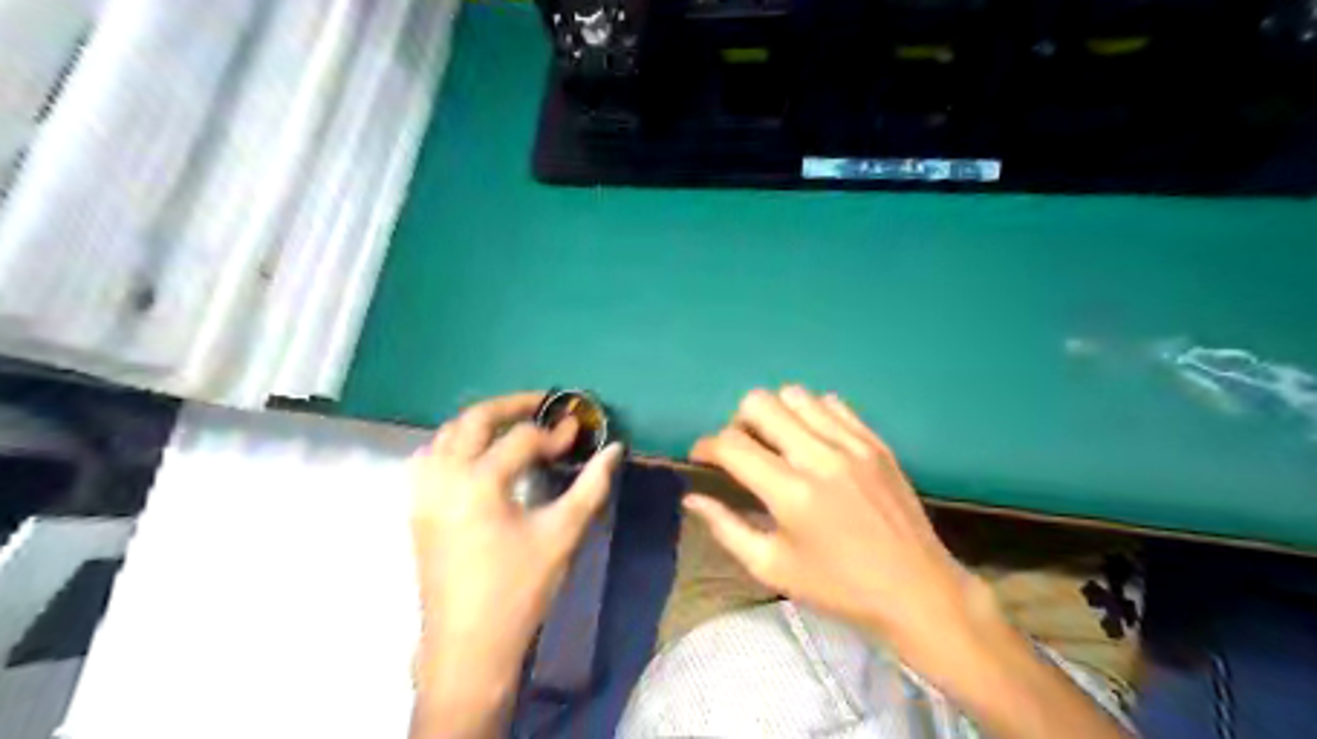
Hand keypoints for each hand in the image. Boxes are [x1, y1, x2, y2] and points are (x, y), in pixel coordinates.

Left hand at [410, 394, 623, 732]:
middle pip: (474, 419)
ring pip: (447, 433)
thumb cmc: (520, 589)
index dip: (555, 432)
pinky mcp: (417, 508)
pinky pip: (430, 457)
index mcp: (479, 483)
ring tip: (514, 426)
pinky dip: (455, 444)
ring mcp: (424, 492)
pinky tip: (477, 456)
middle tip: (544, 405)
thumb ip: (591, 485)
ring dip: (481, 422)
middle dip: (512, 405)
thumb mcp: (563, 534)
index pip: (522, 439)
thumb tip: (615, 449)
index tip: (578, 432)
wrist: (469, 644)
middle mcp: (444, 477)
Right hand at [689, 387, 986, 662]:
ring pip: (796, 395)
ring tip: (778, 443)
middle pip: (760, 402)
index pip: (731, 444)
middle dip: (737, 421)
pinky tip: (814, 442)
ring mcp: (853, 443)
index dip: (706, 446)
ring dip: (776, 414)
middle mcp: (820, 457)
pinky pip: (833, 403)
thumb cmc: (839, 587)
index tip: (702, 458)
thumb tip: (692, 498)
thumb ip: (726, 528)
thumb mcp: (773, 568)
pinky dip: (812, 414)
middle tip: (742, 450)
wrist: (917, 589)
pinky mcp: (875, 441)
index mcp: (791, 493)